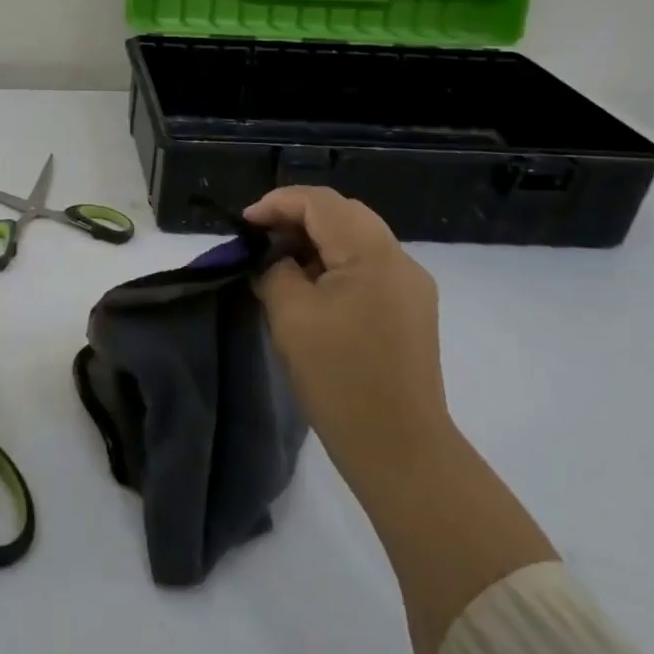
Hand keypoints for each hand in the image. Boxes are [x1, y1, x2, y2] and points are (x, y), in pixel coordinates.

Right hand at [245, 187, 452, 493]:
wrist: (400, 449)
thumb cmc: (340, 378)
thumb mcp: (291, 315)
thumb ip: (276, 270)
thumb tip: (275, 259)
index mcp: (373, 254)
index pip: (321, 203)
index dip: (277, 203)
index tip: (244, 224)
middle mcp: (399, 260)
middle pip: (343, 213)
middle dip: (297, 216)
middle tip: (260, 238)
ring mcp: (410, 286)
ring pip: (356, 237)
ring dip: (316, 239)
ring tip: (279, 261)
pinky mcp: (409, 310)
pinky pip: (367, 265)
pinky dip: (334, 262)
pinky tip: (310, 286)